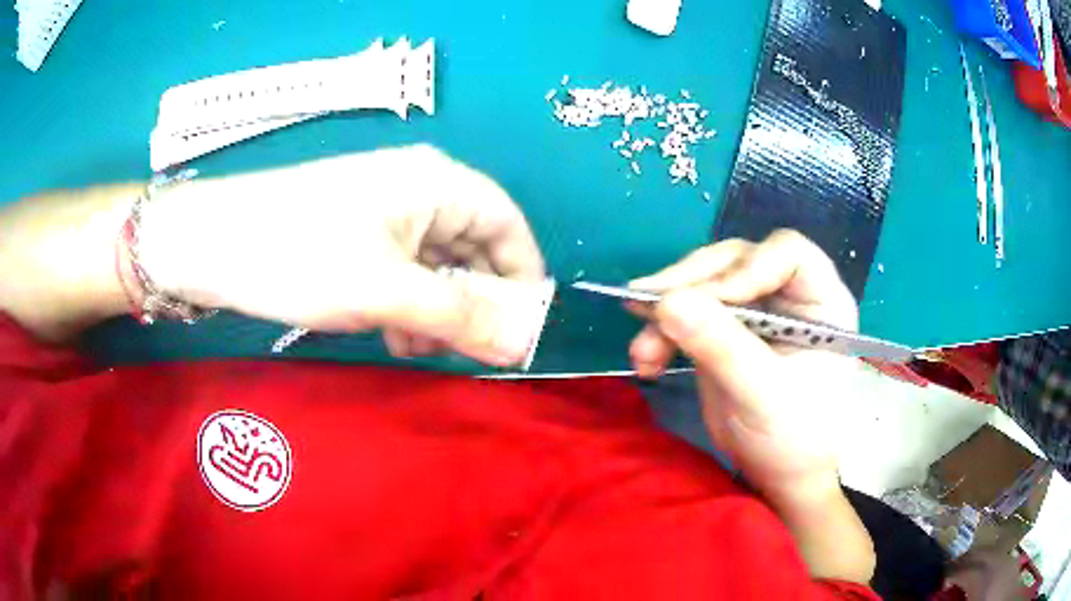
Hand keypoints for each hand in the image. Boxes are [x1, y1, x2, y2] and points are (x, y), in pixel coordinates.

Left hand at [136, 145, 547, 366]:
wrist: (210, 241)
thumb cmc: (299, 254)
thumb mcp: (385, 292)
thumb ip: (460, 318)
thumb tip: (523, 343)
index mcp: (436, 183)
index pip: (508, 225)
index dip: (522, 277)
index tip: (520, 330)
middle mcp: (418, 189)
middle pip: (473, 246)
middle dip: (474, 301)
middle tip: (464, 350)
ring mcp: (385, 211)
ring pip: (437, 263)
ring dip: (438, 309)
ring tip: (416, 347)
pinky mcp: (358, 232)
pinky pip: (404, 269)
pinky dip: (408, 304)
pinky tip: (391, 335)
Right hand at [627, 230, 858, 503]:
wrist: (778, 474)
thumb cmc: (793, 439)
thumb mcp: (762, 397)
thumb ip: (722, 348)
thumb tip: (667, 302)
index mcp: (822, 301)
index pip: (787, 253)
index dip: (746, 267)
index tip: (707, 301)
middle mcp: (789, 293)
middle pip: (735, 261)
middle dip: (690, 287)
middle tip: (649, 310)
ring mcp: (756, 309)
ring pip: (704, 284)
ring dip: (666, 312)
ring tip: (642, 352)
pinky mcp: (726, 328)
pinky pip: (687, 311)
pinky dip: (661, 331)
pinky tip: (645, 359)